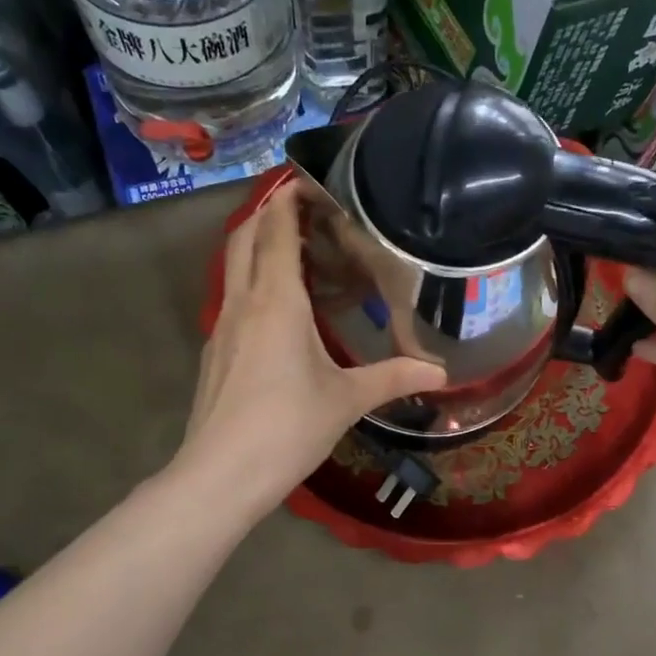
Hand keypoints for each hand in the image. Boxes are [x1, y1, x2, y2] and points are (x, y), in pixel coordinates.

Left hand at [179, 179, 447, 516]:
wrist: (220, 475)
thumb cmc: (287, 427)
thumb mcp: (347, 400)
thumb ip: (393, 378)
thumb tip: (440, 372)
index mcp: (275, 300)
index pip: (277, 229)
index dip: (290, 198)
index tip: (312, 181)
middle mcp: (242, 302)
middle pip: (246, 236)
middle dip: (271, 213)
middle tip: (309, 211)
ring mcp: (221, 326)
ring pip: (235, 267)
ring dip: (259, 247)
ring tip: (300, 253)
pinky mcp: (214, 352)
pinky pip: (233, 298)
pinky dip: (254, 283)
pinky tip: (280, 310)